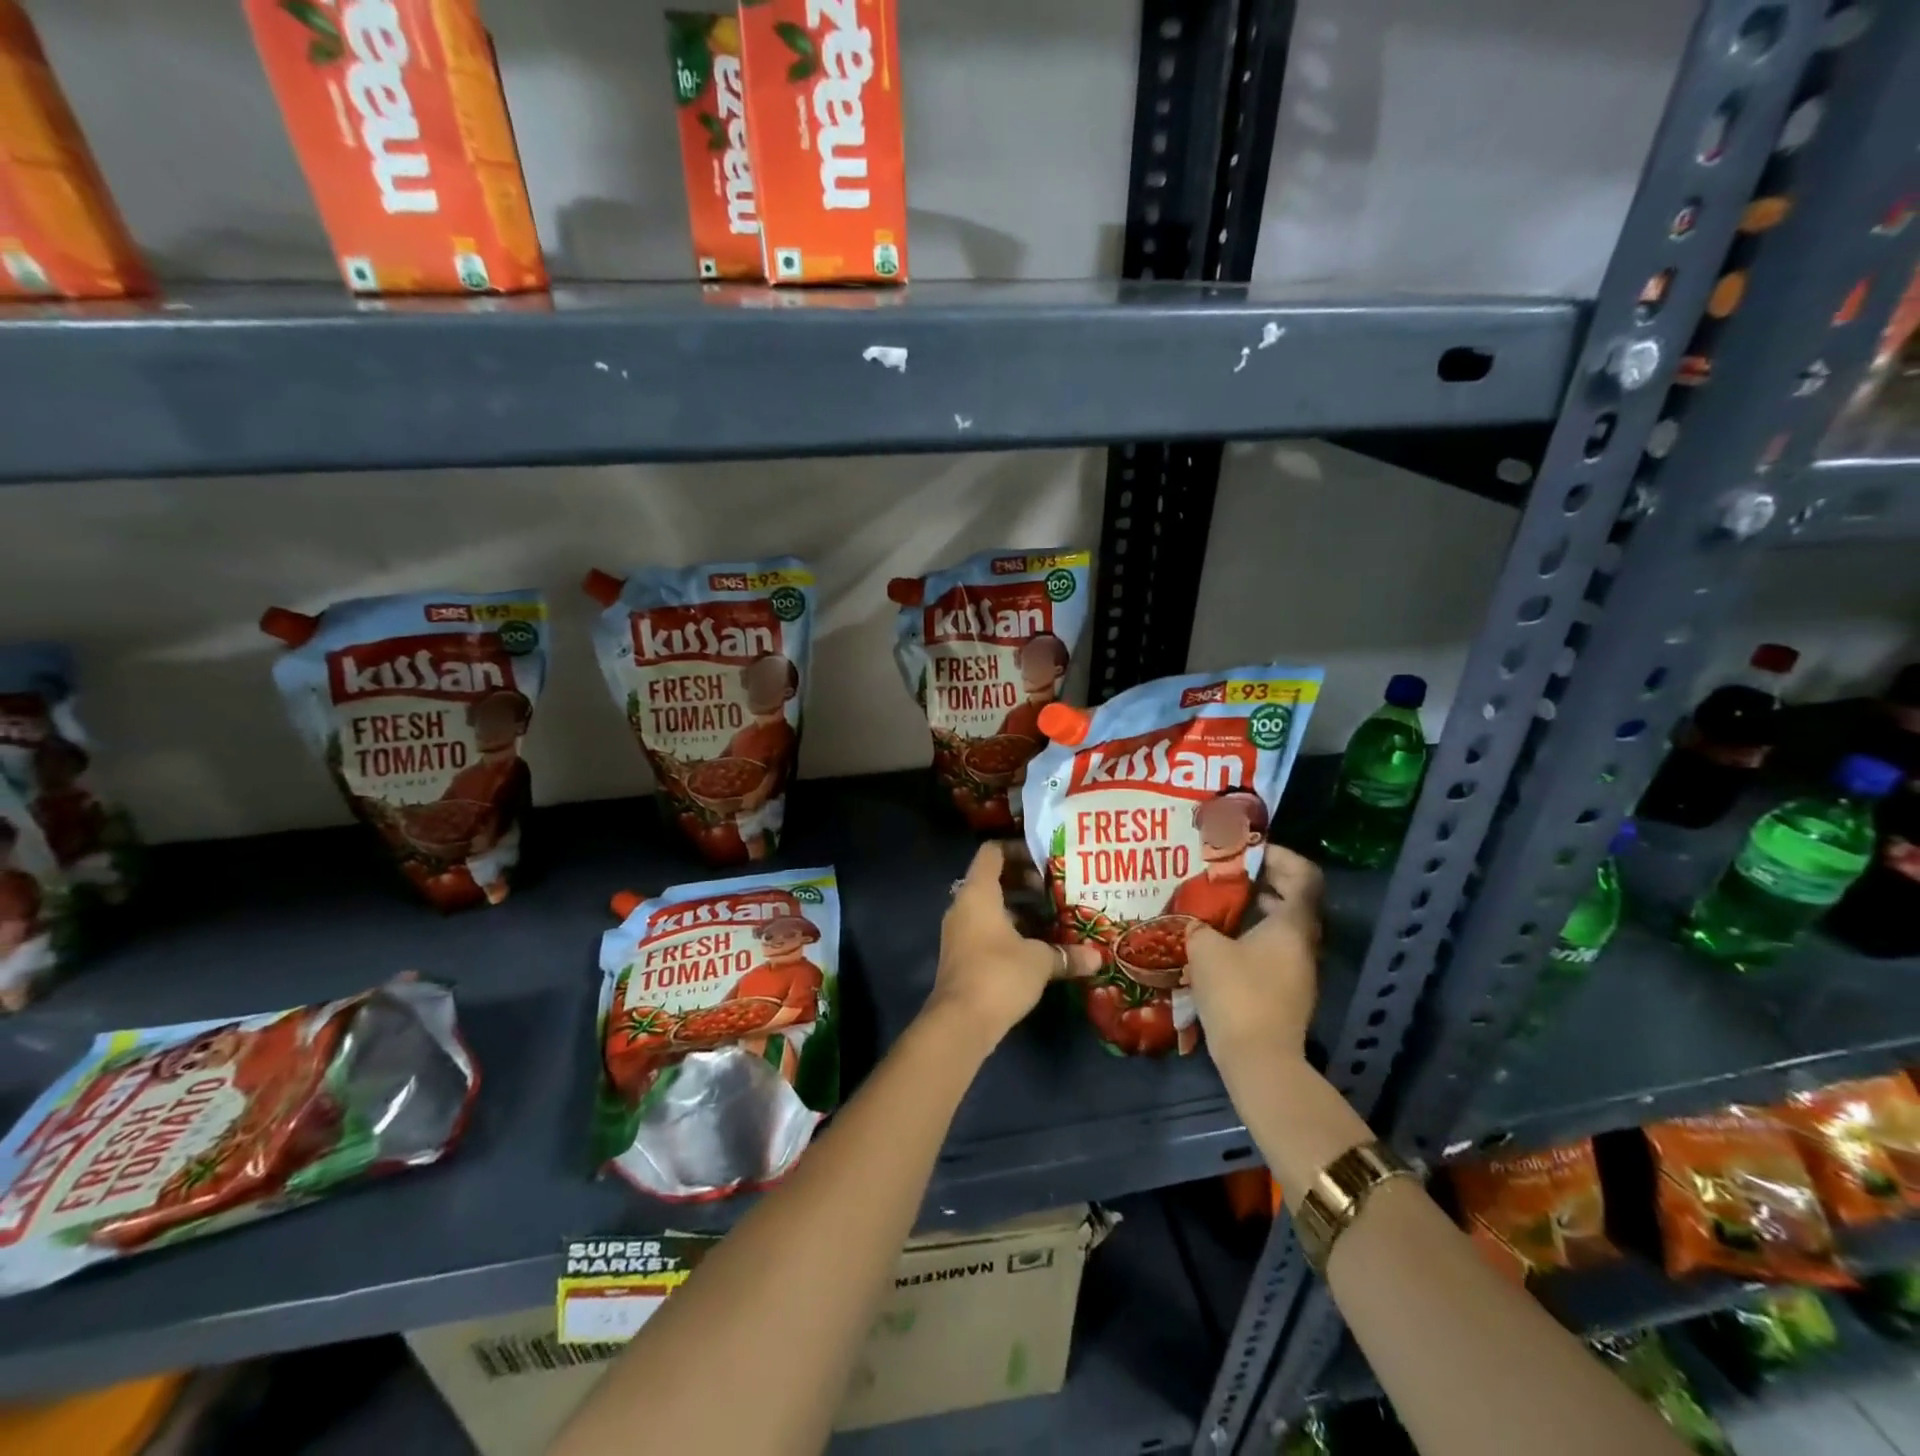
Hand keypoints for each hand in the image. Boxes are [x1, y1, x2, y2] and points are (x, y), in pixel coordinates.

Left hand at [926, 841, 1101, 1048]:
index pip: (992, 852)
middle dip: (1023, 881)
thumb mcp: (1040, 961)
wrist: (960, 1022)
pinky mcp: (961, 955)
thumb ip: (1066, 954)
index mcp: (978, 892)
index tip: (1044, 860)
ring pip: (989, 907)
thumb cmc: (999, 974)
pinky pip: (985, 929)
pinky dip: (1008, 929)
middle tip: (1053, 890)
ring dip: (1018, 908)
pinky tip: (1035, 946)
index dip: (1017, 849)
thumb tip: (1097, 958)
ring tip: (1051, 917)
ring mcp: (959, 931)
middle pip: (991, 878)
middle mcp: (963, 905)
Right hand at [1184, 845, 1323, 1068]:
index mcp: (1292, 924)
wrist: (1258, 1060)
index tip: (1248, 850)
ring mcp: (1297, 970)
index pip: (1303, 875)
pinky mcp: (1285, 991)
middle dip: (1263, 880)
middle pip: (1294, 898)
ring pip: (1282, 925)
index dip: (1280, 856)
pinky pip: (1273, 948)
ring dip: (1256, 909)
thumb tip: (1193, 919)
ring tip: (1219, 902)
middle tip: (1227, 871)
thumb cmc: (1237, 993)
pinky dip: (1252, 935)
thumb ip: (1198, 924)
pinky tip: (1220, 939)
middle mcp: (1303, 943)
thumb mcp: (1205, 948)